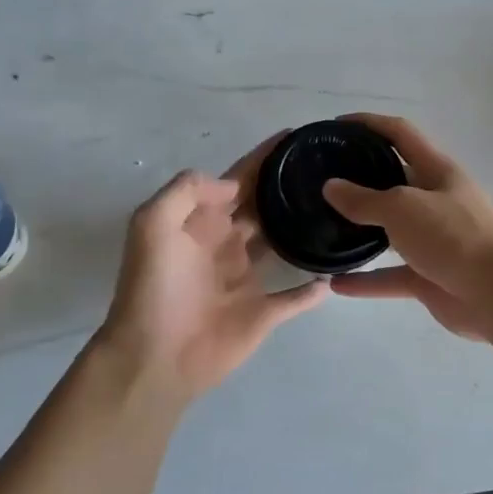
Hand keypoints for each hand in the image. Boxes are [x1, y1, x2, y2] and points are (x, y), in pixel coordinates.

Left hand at [99, 134, 328, 400]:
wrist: (153, 356)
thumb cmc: (154, 287)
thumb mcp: (152, 224)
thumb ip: (188, 191)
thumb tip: (234, 186)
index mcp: (203, 221)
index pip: (239, 179)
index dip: (264, 157)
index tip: (296, 136)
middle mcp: (227, 243)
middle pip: (264, 206)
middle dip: (287, 186)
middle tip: (328, 167)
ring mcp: (247, 279)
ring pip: (282, 245)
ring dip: (303, 229)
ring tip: (339, 209)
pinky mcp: (263, 313)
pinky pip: (296, 297)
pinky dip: (314, 288)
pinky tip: (336, 274)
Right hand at [321, 113, 492, 341]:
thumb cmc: (453, 235)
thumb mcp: (403, 207)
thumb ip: (364, 199)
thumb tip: (331, 187)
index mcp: (437, 171)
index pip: (401, 134)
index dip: (370, 124)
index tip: (336, 126)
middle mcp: (436, 200)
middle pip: (394, 181)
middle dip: (361, 179)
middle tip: (322, 181)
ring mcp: (434, 241)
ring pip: (391, 231)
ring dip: (361, 231)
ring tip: (324, 227)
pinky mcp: (430, 277)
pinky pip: (391, 276)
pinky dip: (366, 280)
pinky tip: (336, 284)